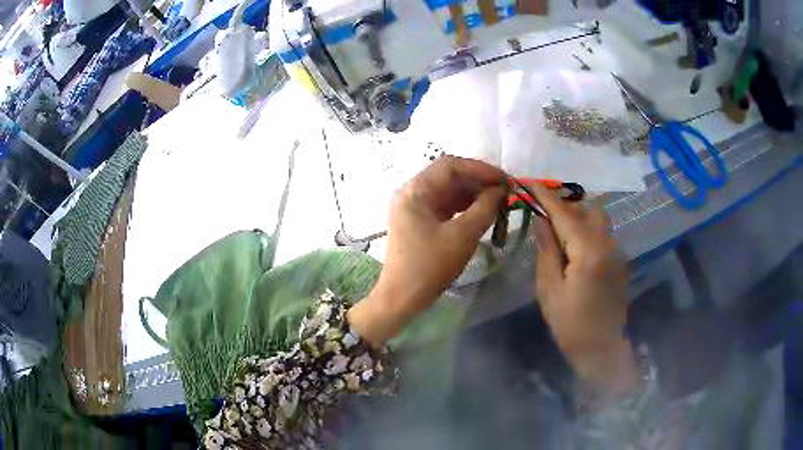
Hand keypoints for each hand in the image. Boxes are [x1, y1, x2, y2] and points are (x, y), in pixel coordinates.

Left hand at [348, 156, 505, 345]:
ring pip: (449, 191)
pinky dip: (465, 207)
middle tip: (505, 192)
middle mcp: (412, 193)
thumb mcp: (462, 236)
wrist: (401, 298)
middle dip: (478, 181)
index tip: (505, 180)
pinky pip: (445, 206)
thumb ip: (484, 208)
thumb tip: (501, 191)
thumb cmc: (429, 266)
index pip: (450, 166)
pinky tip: (482, 212)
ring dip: (473, 194)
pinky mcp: (420, 221)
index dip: (480, 169)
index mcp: (415, 190)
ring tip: (498, 202)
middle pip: (449, 176)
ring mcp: (415, 207)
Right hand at [529, 184, 641, 395]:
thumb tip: (541, 220)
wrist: (602, 348)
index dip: (545, 195)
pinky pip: (602, 235)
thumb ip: (547, 250)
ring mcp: (617, 251)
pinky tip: (574, 250)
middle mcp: (607, 243)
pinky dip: (586, 231)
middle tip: (544, 215)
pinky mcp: (619, 260)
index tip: (527, 181)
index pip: (564, 213)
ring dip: (577, 217)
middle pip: (588, 209)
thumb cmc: (570, 325)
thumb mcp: (550, 289)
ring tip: (558, 232)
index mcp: (588, 251)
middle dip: (566, 205)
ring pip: (597, 220)